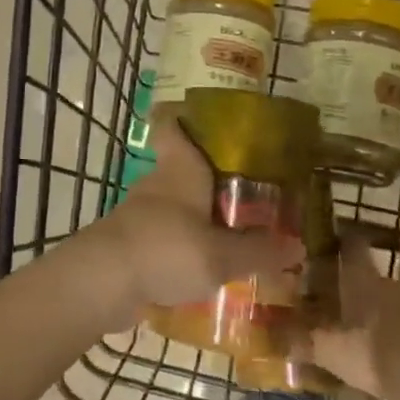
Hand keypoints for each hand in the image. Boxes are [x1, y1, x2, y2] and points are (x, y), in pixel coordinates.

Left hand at [93, 121, 305, 320]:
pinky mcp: (131, 244)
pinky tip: (204, 268)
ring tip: (232, 235)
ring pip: (174, 207)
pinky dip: (181, 247)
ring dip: (196, 218)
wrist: (102, 282)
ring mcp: (140, 214)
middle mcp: (158, 183)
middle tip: (246, 192)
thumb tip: (297, 247)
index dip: (183, 117)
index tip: (205, 118)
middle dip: (209, 180)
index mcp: (180, 168)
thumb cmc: (166, 249)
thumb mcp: (222, 255)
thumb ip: (258, 252)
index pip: (171, 126)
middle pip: (182, 169)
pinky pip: (163, 238)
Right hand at [300, 231, 399, 399]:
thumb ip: (301, 340)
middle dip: (344, 279)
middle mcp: (385, 282)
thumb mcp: (329, 350)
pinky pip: (393, 318)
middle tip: (322, 289)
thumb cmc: (373, 353)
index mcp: (361, 277)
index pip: (350, 244)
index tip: (321, 239)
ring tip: (342, 319)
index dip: (337, 238)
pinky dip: (380, 325)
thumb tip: (270, 333)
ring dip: (363, 304)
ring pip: (379, 296)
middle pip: (363, 272)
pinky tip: (366, 342)